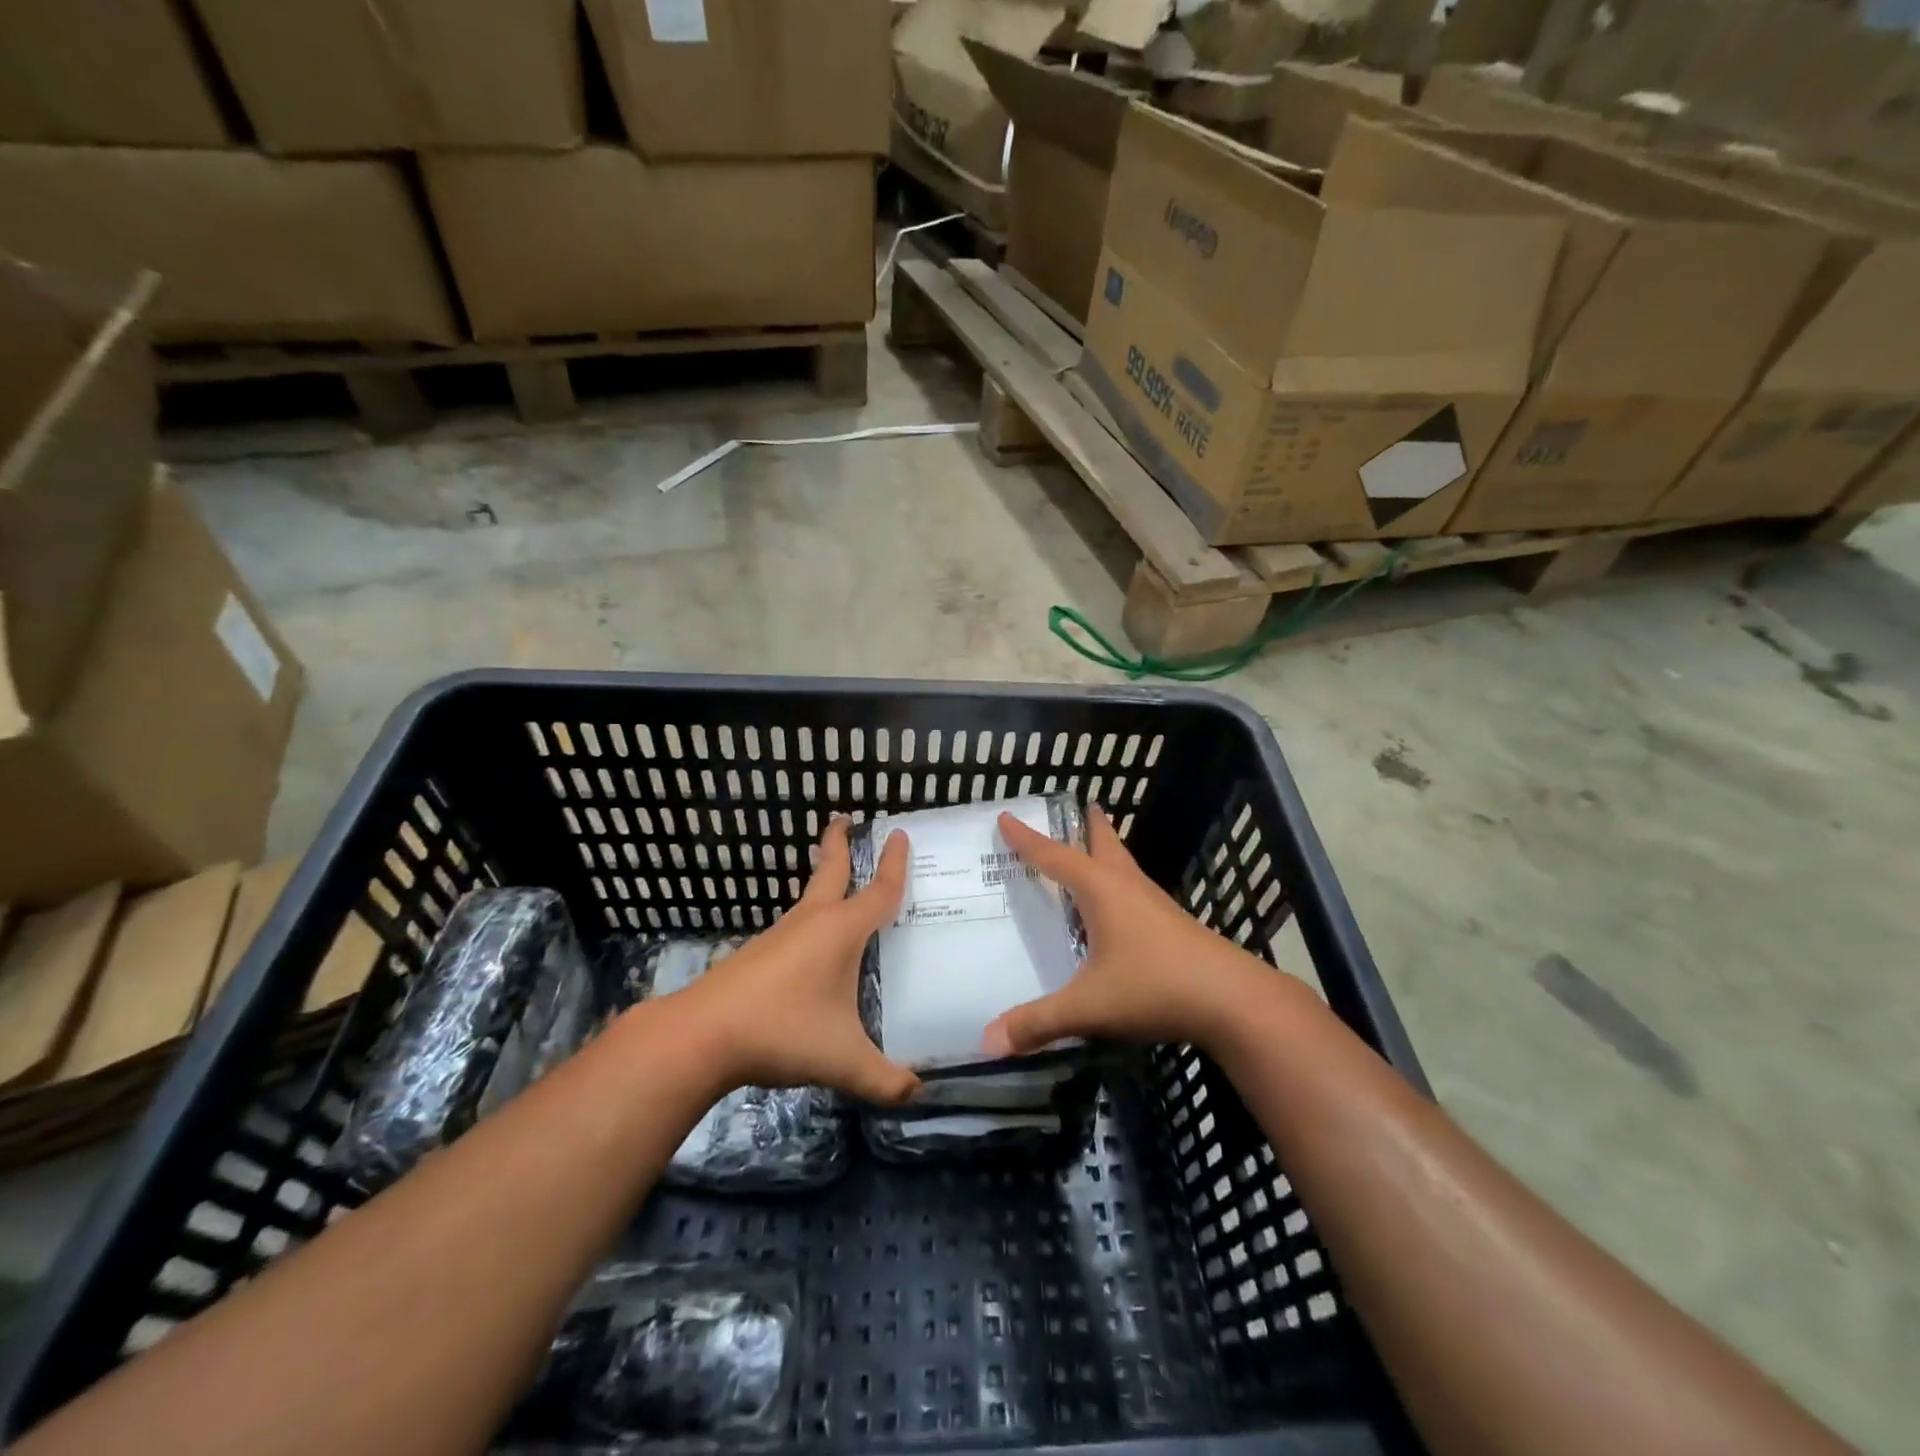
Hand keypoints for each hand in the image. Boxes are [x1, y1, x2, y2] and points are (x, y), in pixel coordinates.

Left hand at [672, 816, 918, 1104]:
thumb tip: (919, 1095)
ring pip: (808, 897)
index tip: (900, 834)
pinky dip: (810, 917)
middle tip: (846, 818)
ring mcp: (780, 936)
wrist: (701, 1035)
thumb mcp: (844, 1060)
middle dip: (839, 843)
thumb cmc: (782, 1031)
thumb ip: (885, 1080)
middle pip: (830, 870)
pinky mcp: (757, 955)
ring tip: (836, 880)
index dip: (894, 864)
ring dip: (822, 879)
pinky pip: (794, 925)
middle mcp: (811, 922)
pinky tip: (810, 944)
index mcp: (841, 932)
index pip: (879, 890)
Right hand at [981, 808, 1283, 1056]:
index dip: (1027, 839)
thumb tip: (987, 1041)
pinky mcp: (1173, 926)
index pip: (1054, 856)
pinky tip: (1117, 909)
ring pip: (1124, 867)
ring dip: (1107, 853)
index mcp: (1102, 890)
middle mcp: (1128, 888)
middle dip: (1089, 826)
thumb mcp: (1089, 1006)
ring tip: (1093, 850)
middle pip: (1104, 845)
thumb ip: (1038, 1022)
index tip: (1006, 816)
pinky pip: (1135, 892)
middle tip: (1079, 806)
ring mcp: (1155, 905)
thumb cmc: (1155, 987)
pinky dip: (1118, 885)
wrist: (1233, 1000)